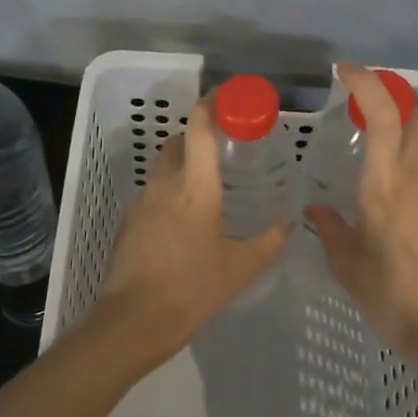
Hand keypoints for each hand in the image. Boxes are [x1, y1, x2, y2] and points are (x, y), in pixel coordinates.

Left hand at [89, 95, 289, 359]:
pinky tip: (185, 218)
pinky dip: (170, 191)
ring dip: (183, 164)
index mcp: (194, 187)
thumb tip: (288, 224)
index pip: (199, 129)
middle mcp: (164, 185)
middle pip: (177, 142)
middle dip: (197, 134)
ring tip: (208, 184)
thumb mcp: (241, 269)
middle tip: (223, 145)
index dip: (211, 104)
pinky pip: (153, 193)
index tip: (226, 95)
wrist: (132, 322)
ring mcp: (141, 202)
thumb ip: (269, 242)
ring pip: (163, 168)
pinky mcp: (128, 223)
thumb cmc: (192, 289)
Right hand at [305, 62, 417, 365]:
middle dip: (398, 100)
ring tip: (416, 125)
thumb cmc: (391, 298)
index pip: (381, 113)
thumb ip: (331, 229)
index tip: (348, 73)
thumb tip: (315, 209)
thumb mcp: (348, 266)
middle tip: (382, 111)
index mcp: (383, 185)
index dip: (367, 82)